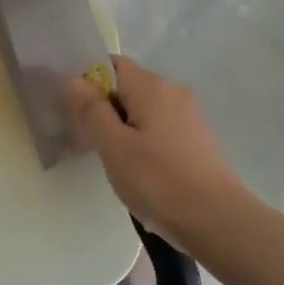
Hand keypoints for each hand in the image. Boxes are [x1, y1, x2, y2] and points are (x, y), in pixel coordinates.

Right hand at [66, 56, 243, 243]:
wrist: (216, 220)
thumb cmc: (158, 180)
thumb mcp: (113, 146)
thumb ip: (91, 109)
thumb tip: (71, 79)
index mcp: (152, 87)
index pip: (111, 64)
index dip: (86, 79)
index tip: (67, 106)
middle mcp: (173, 92)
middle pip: (126, 87)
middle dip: (100, 107)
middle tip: (78, 137)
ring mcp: (187, 117)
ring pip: (141, 110)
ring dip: (118, 126)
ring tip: (102, 157)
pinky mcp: (194, 140)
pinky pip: (156, 128)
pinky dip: (138, 139)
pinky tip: (131, 168)